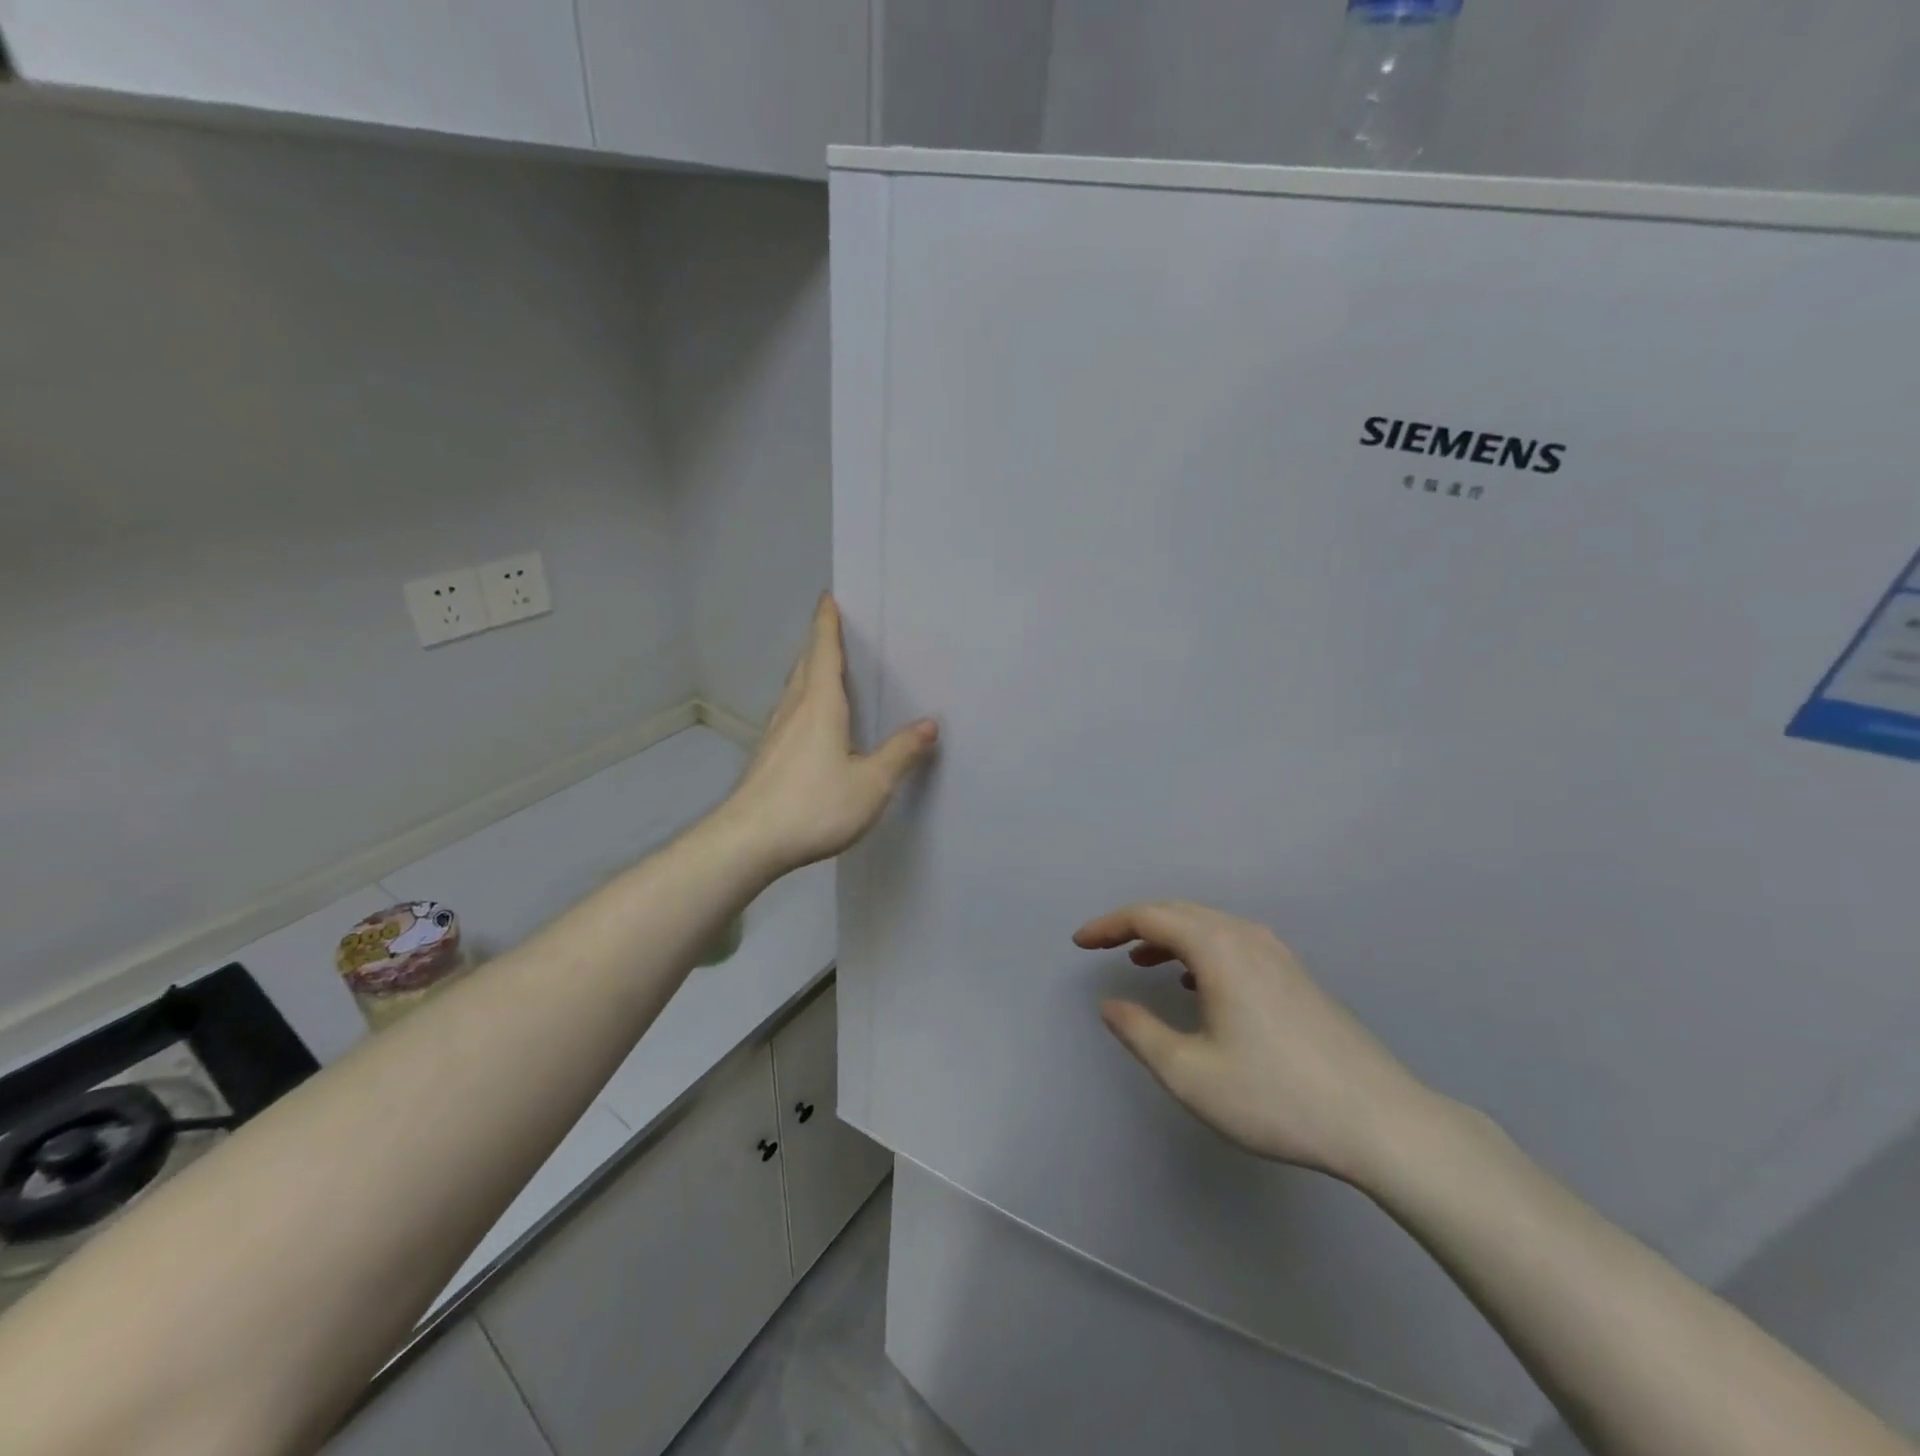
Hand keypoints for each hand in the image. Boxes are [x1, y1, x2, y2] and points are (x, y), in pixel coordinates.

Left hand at [721, 595, 938, 876]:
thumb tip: (930, 724)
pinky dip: (802, 699)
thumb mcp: (871, 783)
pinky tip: (809, 720)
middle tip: (833, 628)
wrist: (748, 841)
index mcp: (820, 706)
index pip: (824, 653)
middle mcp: (794, 711)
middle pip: (805, 666)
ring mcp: (775, 734)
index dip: (827, 624)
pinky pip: (789, 712)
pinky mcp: (766, 756)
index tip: (828, 598)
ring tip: (824, 668)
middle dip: (819, 643)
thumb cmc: (814, 806)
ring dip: (808, 671)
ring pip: (794, 690)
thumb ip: (900, 753)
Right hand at [1077, 901, 1437, 1185]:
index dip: (1108, 925)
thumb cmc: (1275, 1096)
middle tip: (1103, 945)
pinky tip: (1198, 984)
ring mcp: (1278, 954)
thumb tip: (1110, 1003)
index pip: (1149, 916)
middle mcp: (1247, 937)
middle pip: (1179, 911)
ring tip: (1142, 960)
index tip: (1079, 942)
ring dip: (1170, 936)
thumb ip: (1140, 1032)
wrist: (1381, 1122)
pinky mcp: (1297, 976)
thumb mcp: (1190, 1074)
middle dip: (1135, 924)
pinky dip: (1201, 950)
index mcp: (1218, 948)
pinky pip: (1234, 943)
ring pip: (1209, 926)